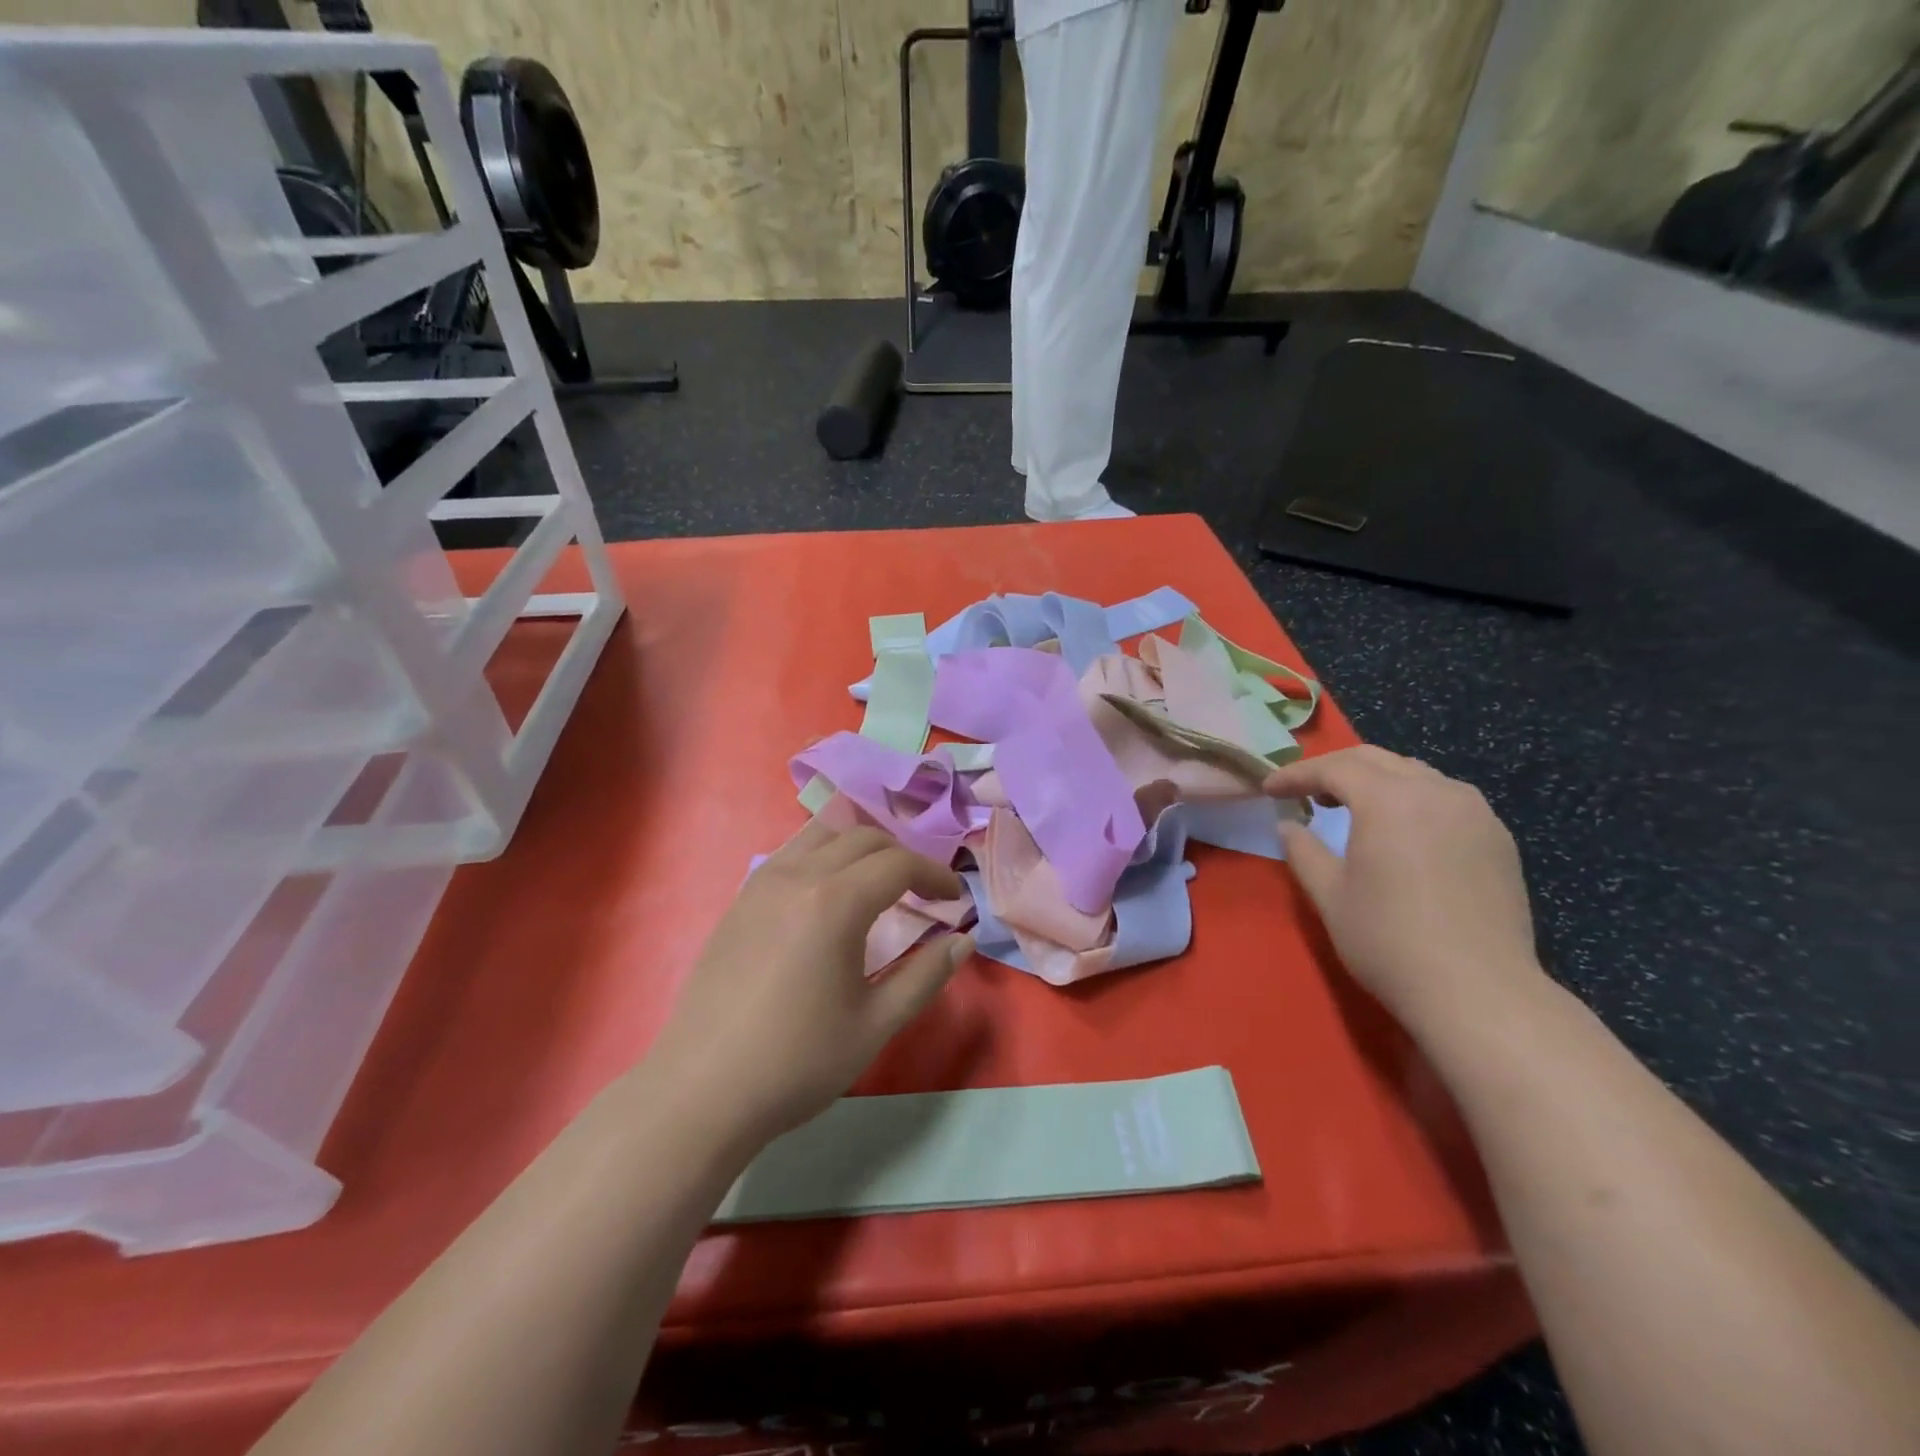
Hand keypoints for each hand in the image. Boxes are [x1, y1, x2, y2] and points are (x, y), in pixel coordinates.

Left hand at [650, 821, 971, 1146]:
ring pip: (823, 834)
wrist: (702, 1090)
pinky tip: (829, 893)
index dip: (934, 875)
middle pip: (864, 838)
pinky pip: (793, 852)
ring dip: (861, 847)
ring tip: (879, 882)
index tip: (954, 900)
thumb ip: (925, 976)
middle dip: (902, 857)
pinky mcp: (741, 898)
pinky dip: (825, 854)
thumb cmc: (798, 1061)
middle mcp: (799, 875)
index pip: (899, 864)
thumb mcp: (876, 1024)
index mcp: (836, 902)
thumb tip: (963, 941)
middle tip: (923, 892)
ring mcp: (763, 882)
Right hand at [1266, 747, 1541, 1031]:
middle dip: (1334, 768)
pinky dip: (1413, 799)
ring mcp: (1476, 813)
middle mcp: (1437, 792)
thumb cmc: (1389, 941)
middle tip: (1305, 792)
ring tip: (1351, 807)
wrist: (1478, 992)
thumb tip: (1289, 826)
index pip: (1334, 768)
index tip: (1268, 788)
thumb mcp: (1329, 895)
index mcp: (1390, 800)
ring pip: (1416, 774)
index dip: (1296, 774)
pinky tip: (1402, 830)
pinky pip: (1447, 798)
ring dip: (1376, 781)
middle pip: (1377, 760)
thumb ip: (1303, 851)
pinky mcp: (1498, 838)